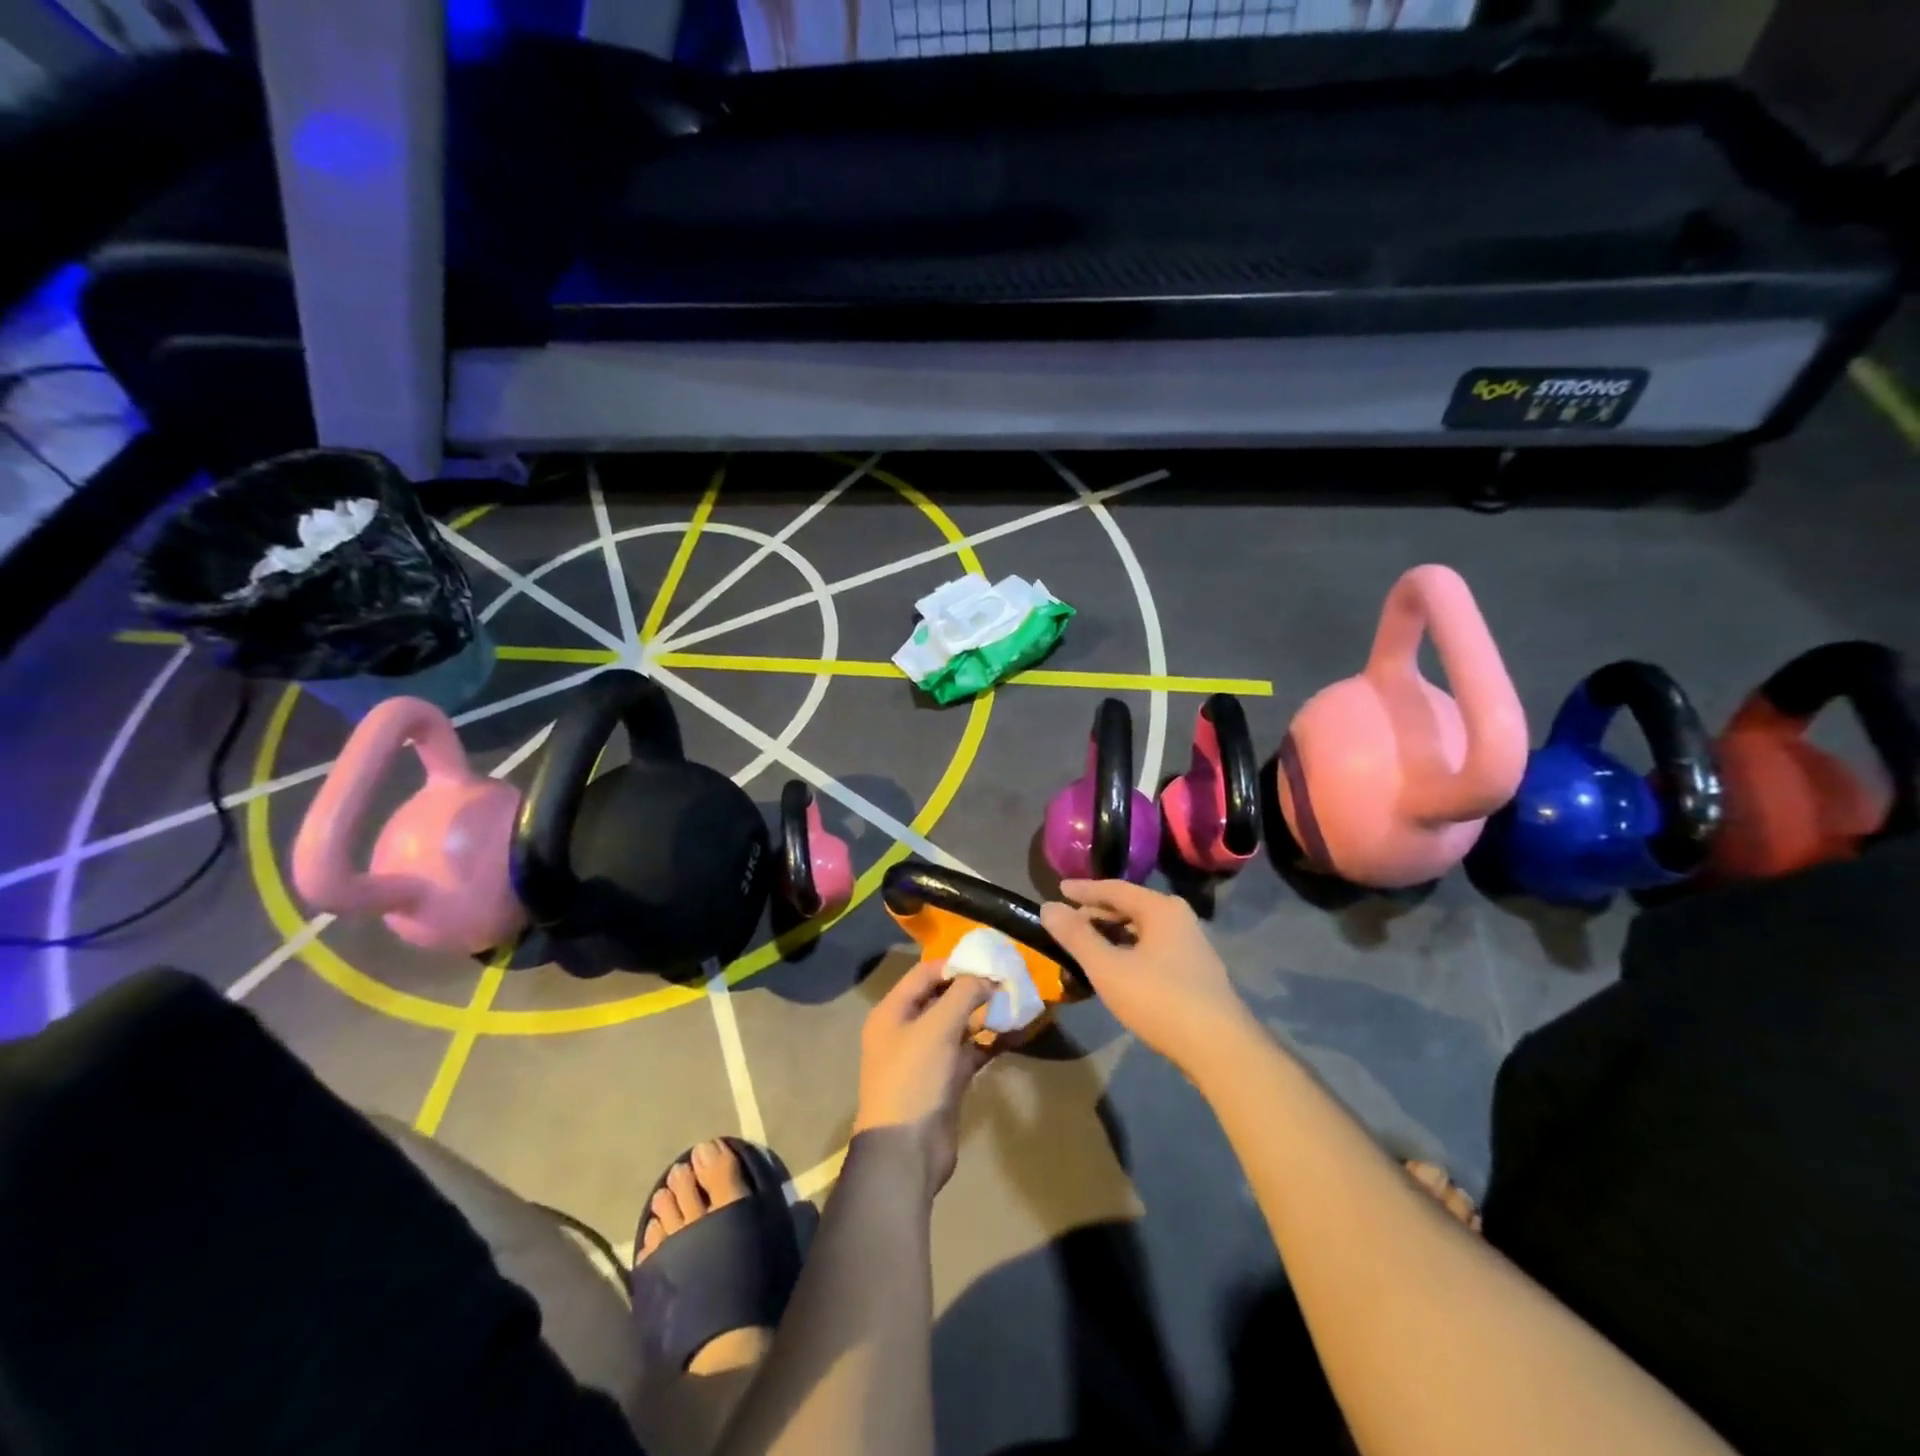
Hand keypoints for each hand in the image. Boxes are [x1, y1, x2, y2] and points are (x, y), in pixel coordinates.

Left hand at [854, 961, 996, 1198]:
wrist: (906, 1151)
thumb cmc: (914, 1078)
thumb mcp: (936, 1028)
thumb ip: (963, 994)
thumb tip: (987, 976)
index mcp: (892, 1012)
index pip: (925, 974)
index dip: (955, 964)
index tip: (989, 958)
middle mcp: (907, 1029)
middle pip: (943, 998)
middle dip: (974, 987)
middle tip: (1008, 978)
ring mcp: (927, 1057)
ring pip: (959, 1025)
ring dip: (985, 1014)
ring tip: (1017, 1000)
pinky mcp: (945, 1080)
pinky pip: (970, 1051)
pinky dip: (990, 1041)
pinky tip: (1016, 1032)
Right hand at [1039, 879, 1250, 1072]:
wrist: (1220, 1049)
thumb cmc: (1159, 999)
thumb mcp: (1107, 967)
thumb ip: (1076, 936)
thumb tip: (1048, 907)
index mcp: (1161, 909)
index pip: (1114, 889)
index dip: (1084, 890)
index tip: (1058, 889)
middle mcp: (1179, 919)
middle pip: (1130, 907)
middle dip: (1097, 914)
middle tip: (1067, 923)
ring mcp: (1191, 946)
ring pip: (1142, 931)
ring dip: (1112, 935)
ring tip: (1086, 946)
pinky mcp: (1194, 972)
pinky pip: (1152, 949)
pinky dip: (1128, 951)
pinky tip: (1115, 970)